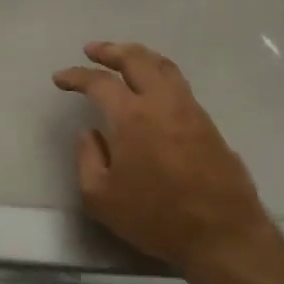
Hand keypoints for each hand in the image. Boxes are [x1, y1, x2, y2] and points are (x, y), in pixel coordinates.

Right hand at [53, 41, 271, 276]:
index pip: (99, 82)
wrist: (222, 234)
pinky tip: (152, 87)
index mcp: (132, 117)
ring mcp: (190, 110)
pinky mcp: (208, 124)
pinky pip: (179, 84)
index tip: (60, 78)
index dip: (76, 76)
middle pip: (137, 59)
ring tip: (124, 57)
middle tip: (92, 49)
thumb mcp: (101, 198)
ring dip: (139, 56)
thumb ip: (87, 159)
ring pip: (164, 66)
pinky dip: (159, 74)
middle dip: (111, 50)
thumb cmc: (155, 217)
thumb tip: (90, 133)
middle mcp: (162, 103)